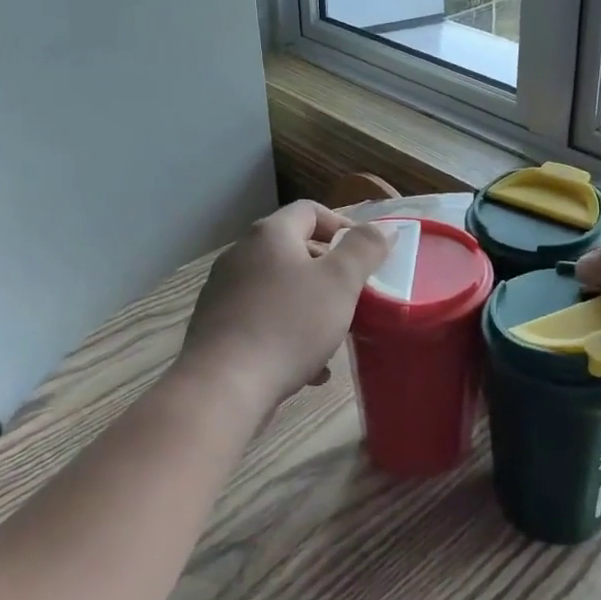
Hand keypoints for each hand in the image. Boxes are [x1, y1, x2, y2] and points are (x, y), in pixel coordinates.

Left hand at [176, 201, 390, 416]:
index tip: (365, 255)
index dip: (342, 226)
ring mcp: (224, 292)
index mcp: (270, 235)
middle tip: (354, 295)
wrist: (222, 388)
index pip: (310, 210)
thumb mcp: (340, 283)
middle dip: (328, 271)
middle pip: (294, 250)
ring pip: (280, 289)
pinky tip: (309, 369)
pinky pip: (262, 320)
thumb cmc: (288, 325)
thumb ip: (365, 249)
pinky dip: (288, 334)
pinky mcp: (216, 329)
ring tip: (335, 335)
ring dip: (310, 306)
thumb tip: (384, 229)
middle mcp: (241, 255)